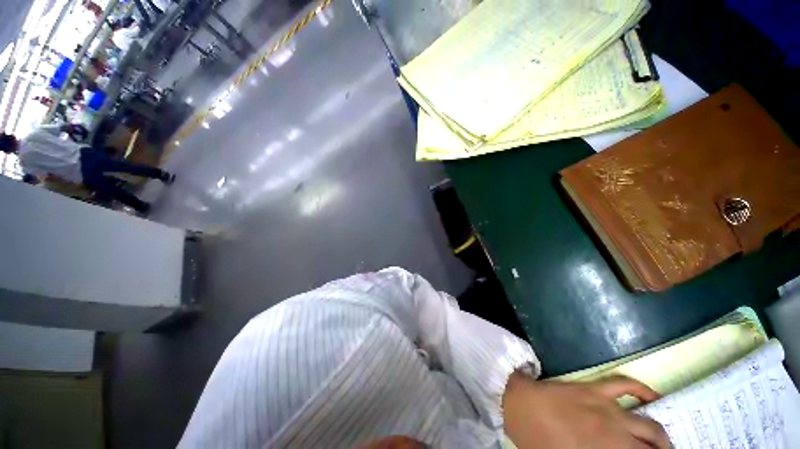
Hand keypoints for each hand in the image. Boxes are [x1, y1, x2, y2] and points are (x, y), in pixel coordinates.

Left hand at [503, 373, 670, 448]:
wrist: (519, 406)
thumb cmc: (540, 441)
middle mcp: (616, 435)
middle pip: (652, 448)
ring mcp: (608, 409)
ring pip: (649, 425)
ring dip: (661, 436)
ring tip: (663, 444)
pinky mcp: (596, 389)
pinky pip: (624, 385)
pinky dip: (642, 390)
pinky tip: (653, 397)